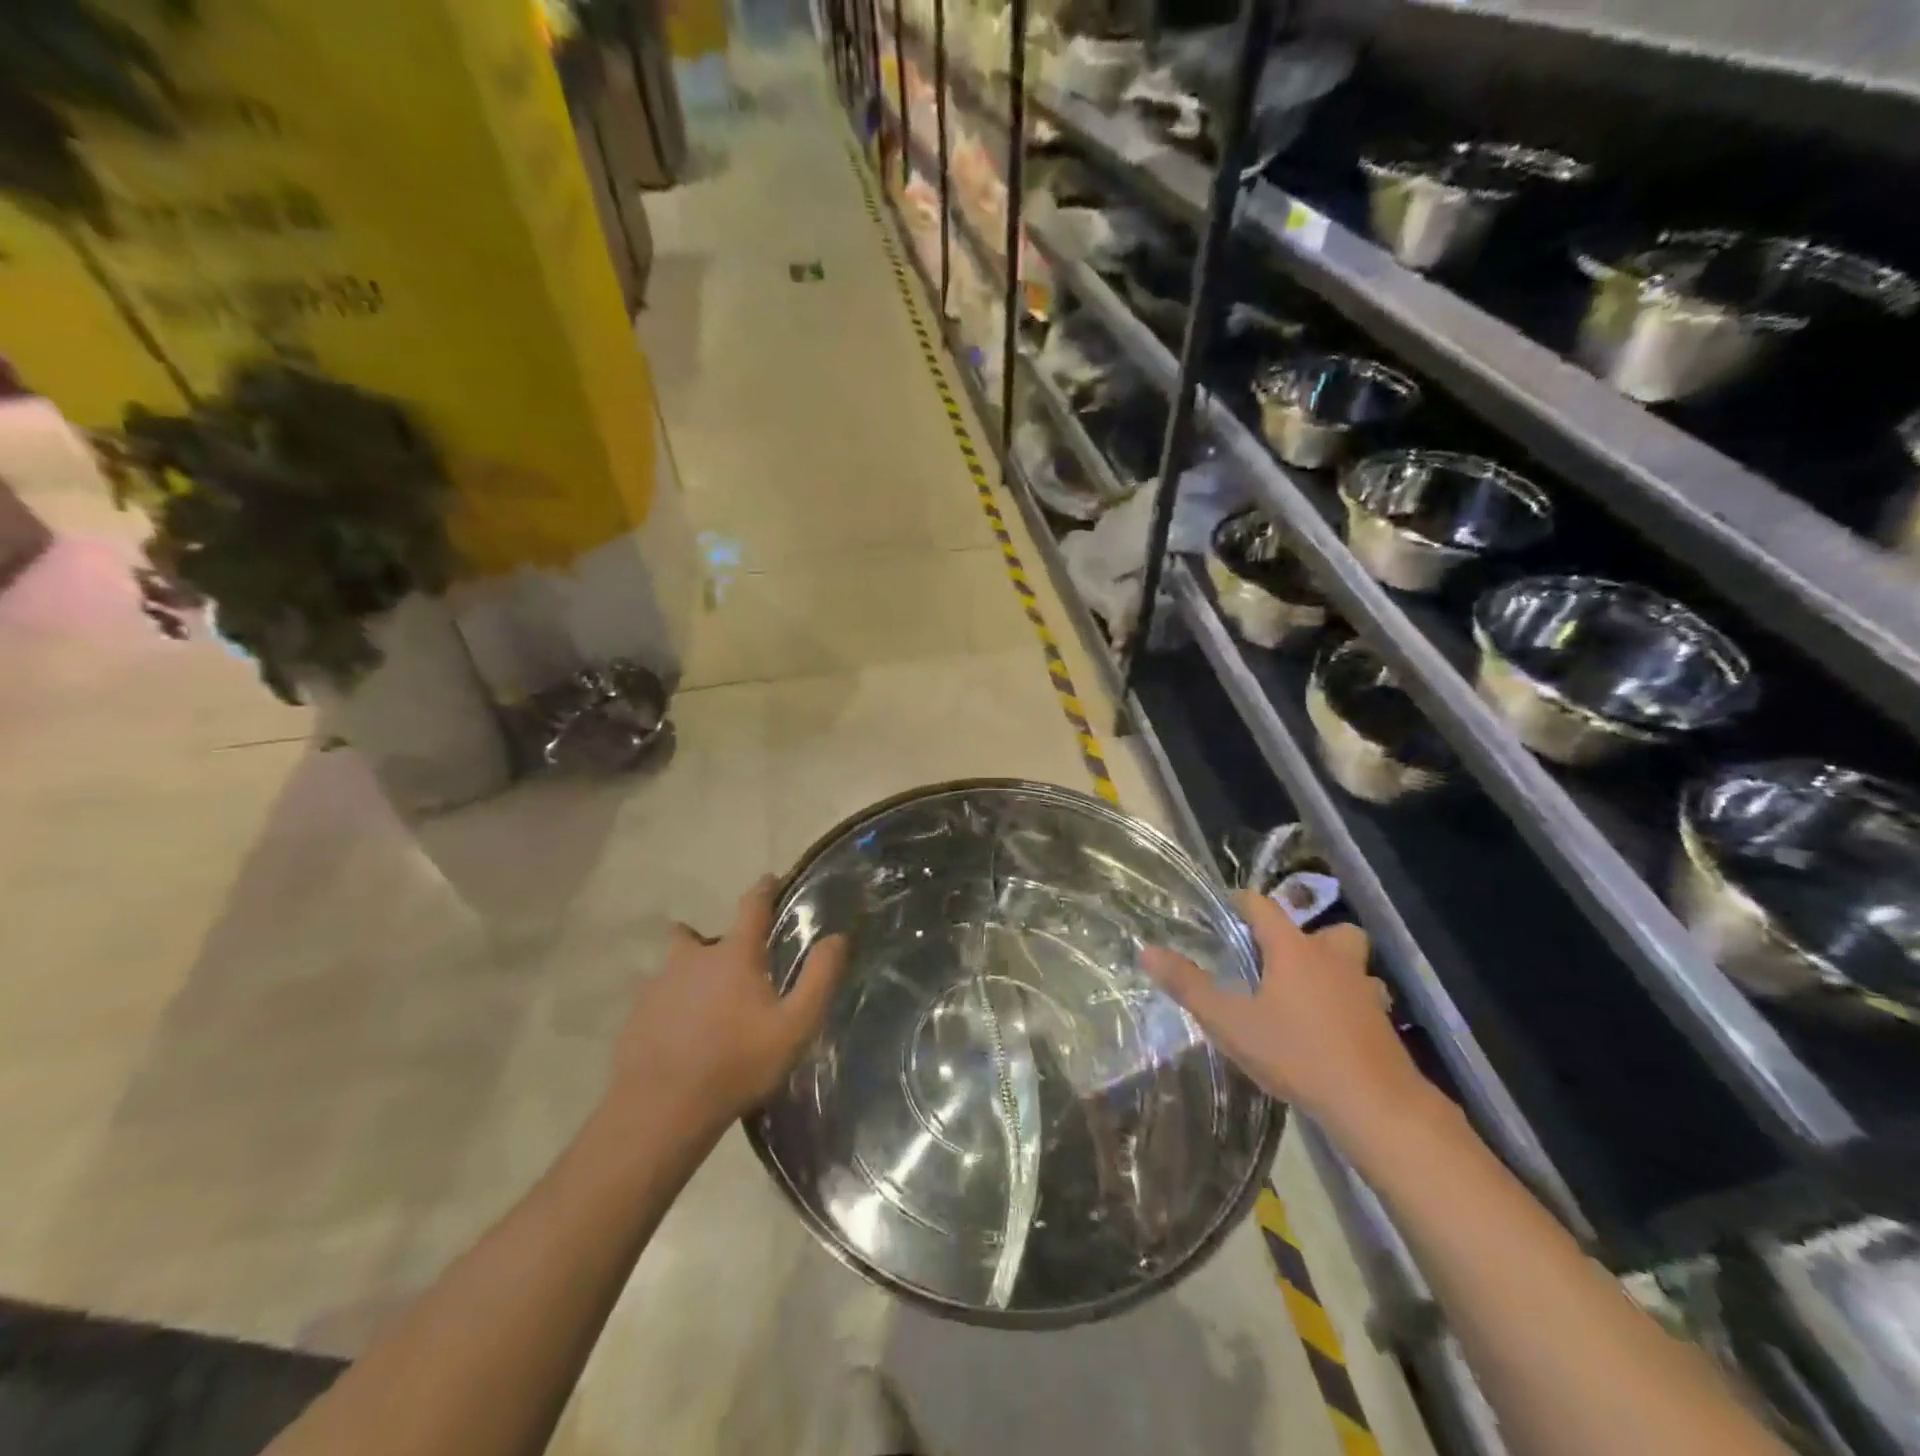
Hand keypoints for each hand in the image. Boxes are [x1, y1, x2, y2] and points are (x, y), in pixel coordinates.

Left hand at [606, 876, 848, 1137]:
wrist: (661, 1110)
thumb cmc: (737, 1063)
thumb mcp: (795, 1026)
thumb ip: (820, 978)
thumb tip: (837, 937)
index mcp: (733, 954)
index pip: (752, 906)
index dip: (763, 889)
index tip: (769, 879)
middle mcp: (691, 959)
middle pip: (696, 936)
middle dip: (712, 942)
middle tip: (730, 967)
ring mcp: (657, 986)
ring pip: (674, 967)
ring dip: (688, 975)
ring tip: (703, 1006)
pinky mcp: (635, 1016)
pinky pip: (656, 999)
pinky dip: (670, 1007)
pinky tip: (680, 1037)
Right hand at [1143, 891, 1430, 1143]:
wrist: (1374, 1104)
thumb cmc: (1297, 1053)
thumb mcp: (1230, 1022)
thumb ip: (1188, 985)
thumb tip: (1147, 951)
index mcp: (1293, 949)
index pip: (1263, 906)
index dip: (1241, 902)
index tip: (1222, 910)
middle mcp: (1332, 958)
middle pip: (1322, 928)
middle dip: (1299, 936)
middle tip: (1272, 958)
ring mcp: (1363, 988)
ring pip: (1350, 961)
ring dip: (1331, 967)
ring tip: (1303, 991)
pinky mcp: (1381, 1020)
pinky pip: (1363, 995)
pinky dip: (1348, 1001)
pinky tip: (1329, 1027)